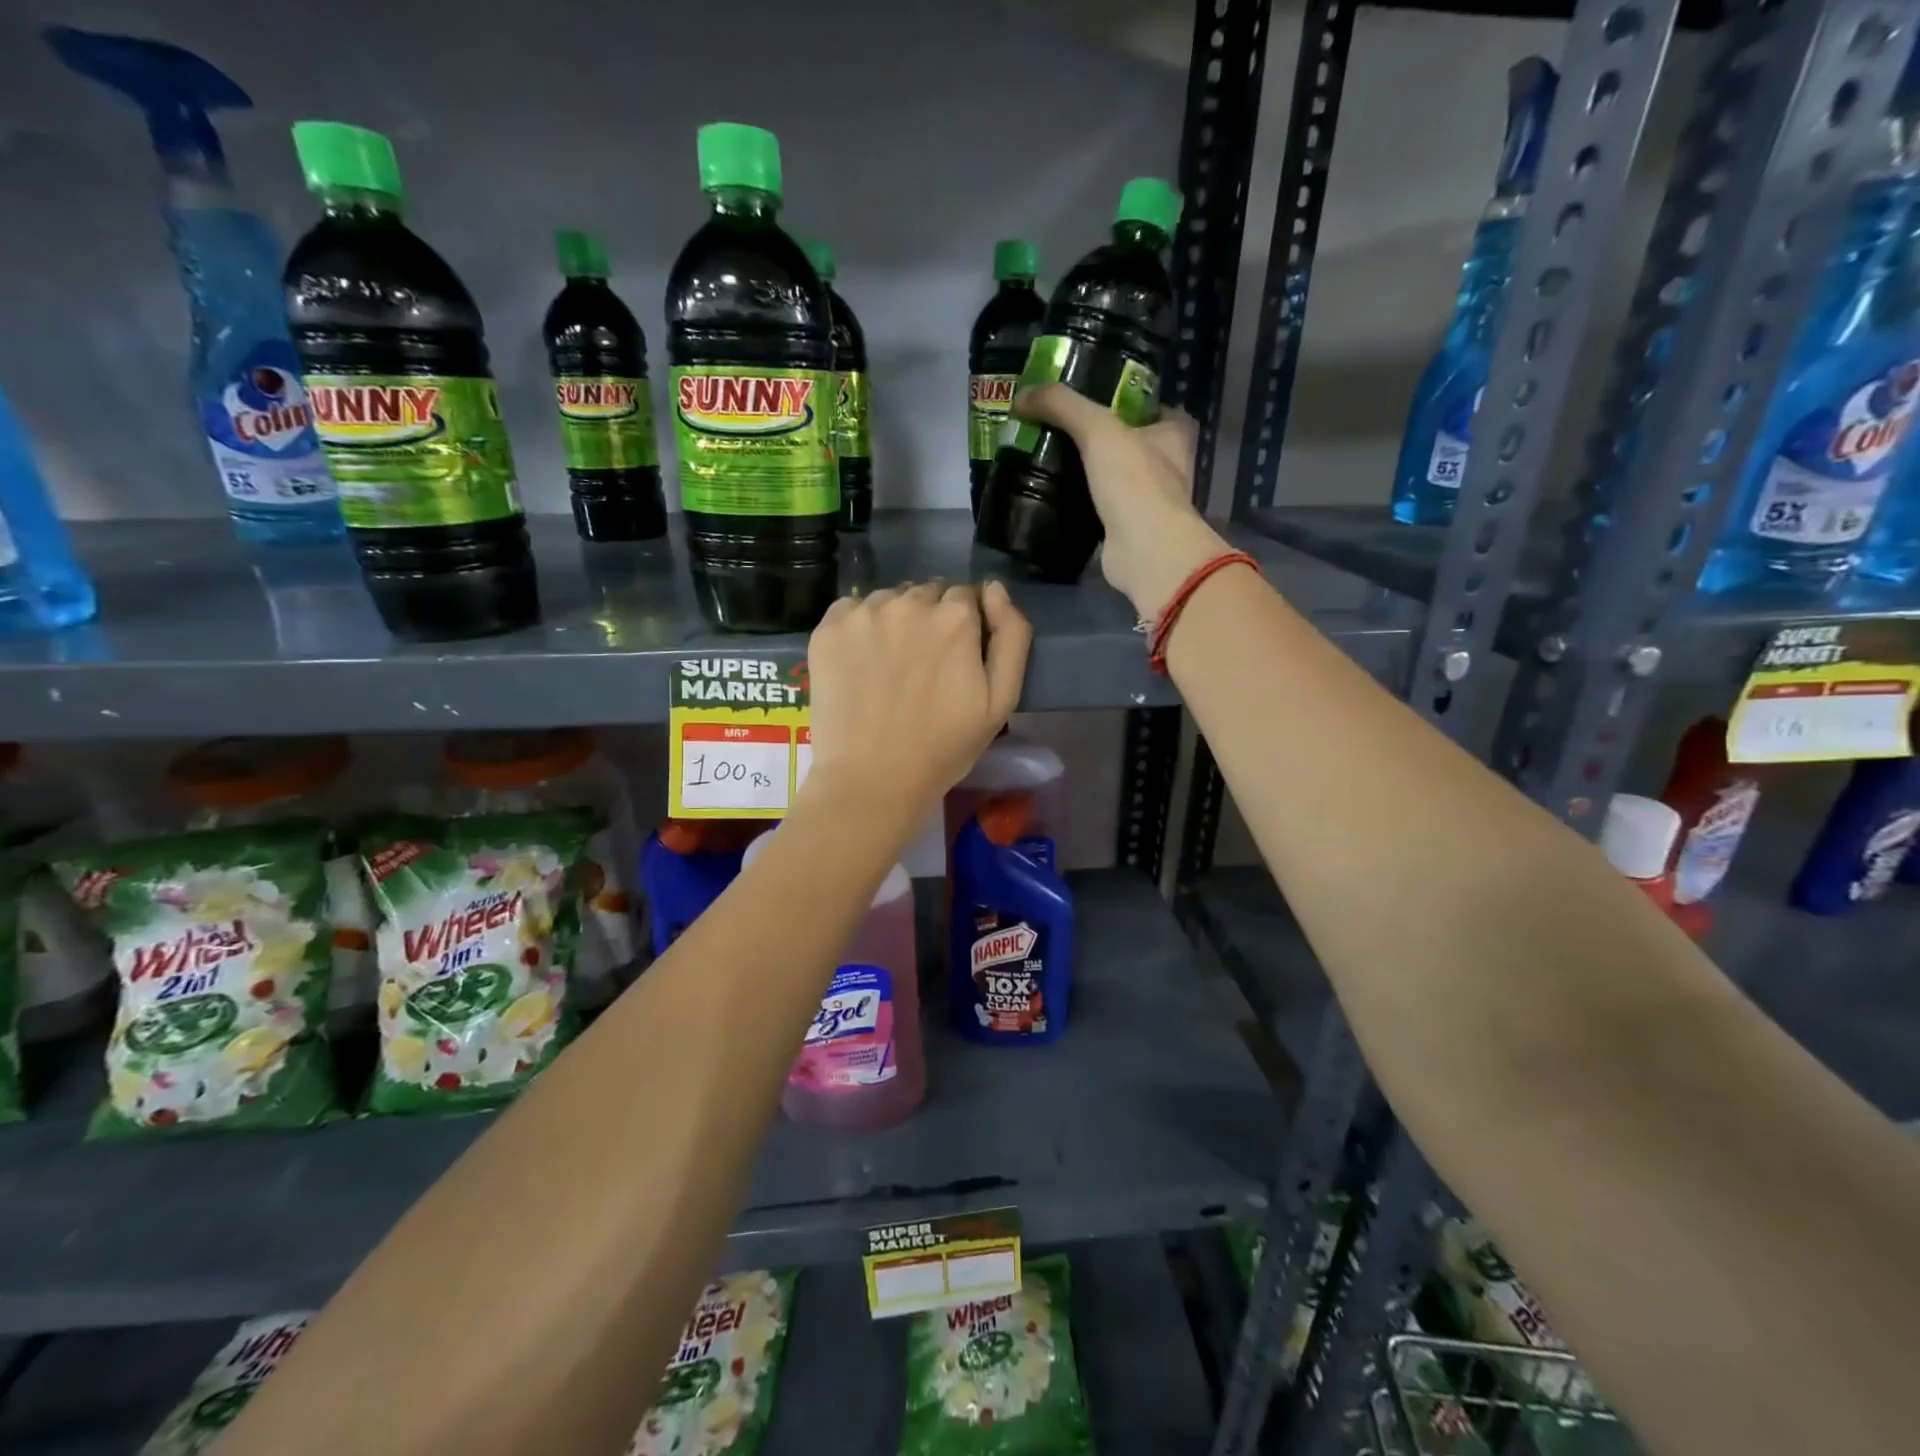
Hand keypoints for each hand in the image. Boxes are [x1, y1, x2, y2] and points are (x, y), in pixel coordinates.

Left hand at [802, 581, 1031, 828]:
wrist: (871, 780)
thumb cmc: (943, 747)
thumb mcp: (1001, 700)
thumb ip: (1012, 636)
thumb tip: (995, 588)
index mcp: (955, 616)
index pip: (965, 597)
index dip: (964, 626)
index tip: (955, 659)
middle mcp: (909, 602)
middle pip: (926, 594)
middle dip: (929, 619)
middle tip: (922, 666)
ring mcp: (863, 613)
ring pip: (888, 600)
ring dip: (894, 620)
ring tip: (889, 666)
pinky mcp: (827, 629)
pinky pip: (850, 610)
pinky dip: (858, 627)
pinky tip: (859, 663)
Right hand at [1013, 384, 1229, 618]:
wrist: (1144, 551)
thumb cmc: (1134, 481)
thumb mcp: (1097, 429)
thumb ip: (1062, 405)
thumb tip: (1021, 395)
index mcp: (1174, 434)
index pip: (1154, 407)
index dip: (1126, 401)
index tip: (1092, 400)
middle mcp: (1169, 467)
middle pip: (1132, 443)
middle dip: (1102, 439)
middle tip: (1061, 431)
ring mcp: (1150, 502)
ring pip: (1117, 478)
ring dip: (1091, 473)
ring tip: (1052, 461)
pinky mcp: (1130, 530)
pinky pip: (1104, 509)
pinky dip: (1084, 504)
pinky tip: (1058, 497)